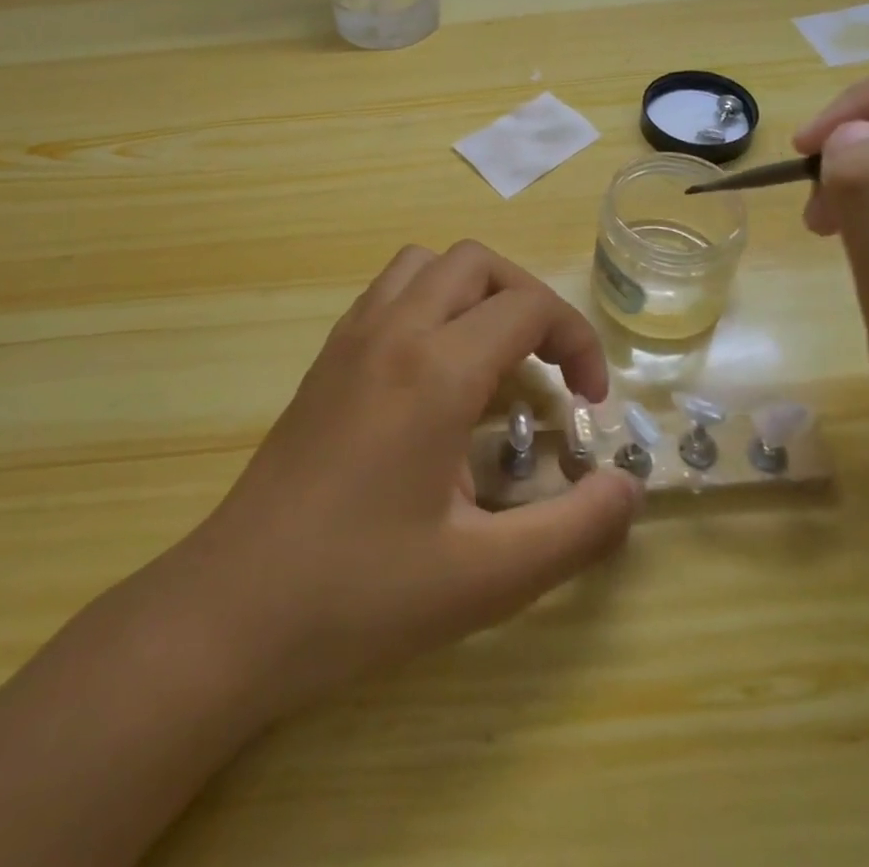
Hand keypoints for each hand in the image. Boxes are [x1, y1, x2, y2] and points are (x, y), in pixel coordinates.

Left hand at [179, 241, 643, 716]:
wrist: (237, 605)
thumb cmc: (363, 593)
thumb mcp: (487, 579)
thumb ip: (574, 530)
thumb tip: (630, 489)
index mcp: (434, 370)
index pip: (527, 307)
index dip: (577, 340)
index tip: (590, 402)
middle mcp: (392, 332)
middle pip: (476, 263)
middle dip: (529, 299)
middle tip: (549, 367)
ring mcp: (350, 338)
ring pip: (424, 265)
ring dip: (473, 291)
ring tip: (493, 356)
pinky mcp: (325, 358)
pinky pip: (387, 293)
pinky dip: (429, 303)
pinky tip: (435, 373)